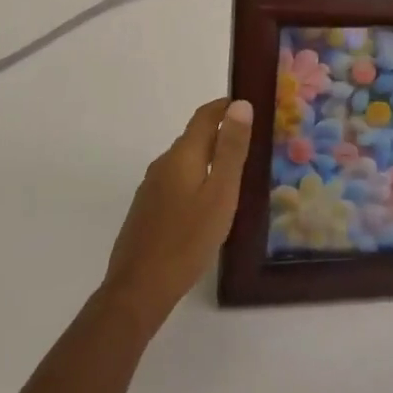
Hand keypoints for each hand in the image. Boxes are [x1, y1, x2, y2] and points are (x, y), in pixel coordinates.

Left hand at [101, 98, 252, 331]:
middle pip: (194, 138)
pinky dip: (196, 179)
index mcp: (181, 155)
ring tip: (237, 173)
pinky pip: (177, 182)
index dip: (225, 106)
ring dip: (209, 158)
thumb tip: (241, 104)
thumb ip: (231, 150)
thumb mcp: (220, 194)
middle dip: (221, 134)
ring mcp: (151, 187)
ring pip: (185, 162)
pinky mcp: (147, 209)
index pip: (204, 116)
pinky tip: (208, 203)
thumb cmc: (187, 240)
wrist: (139, 288)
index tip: (249, 104)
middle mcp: (163, 164)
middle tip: (253, 142)